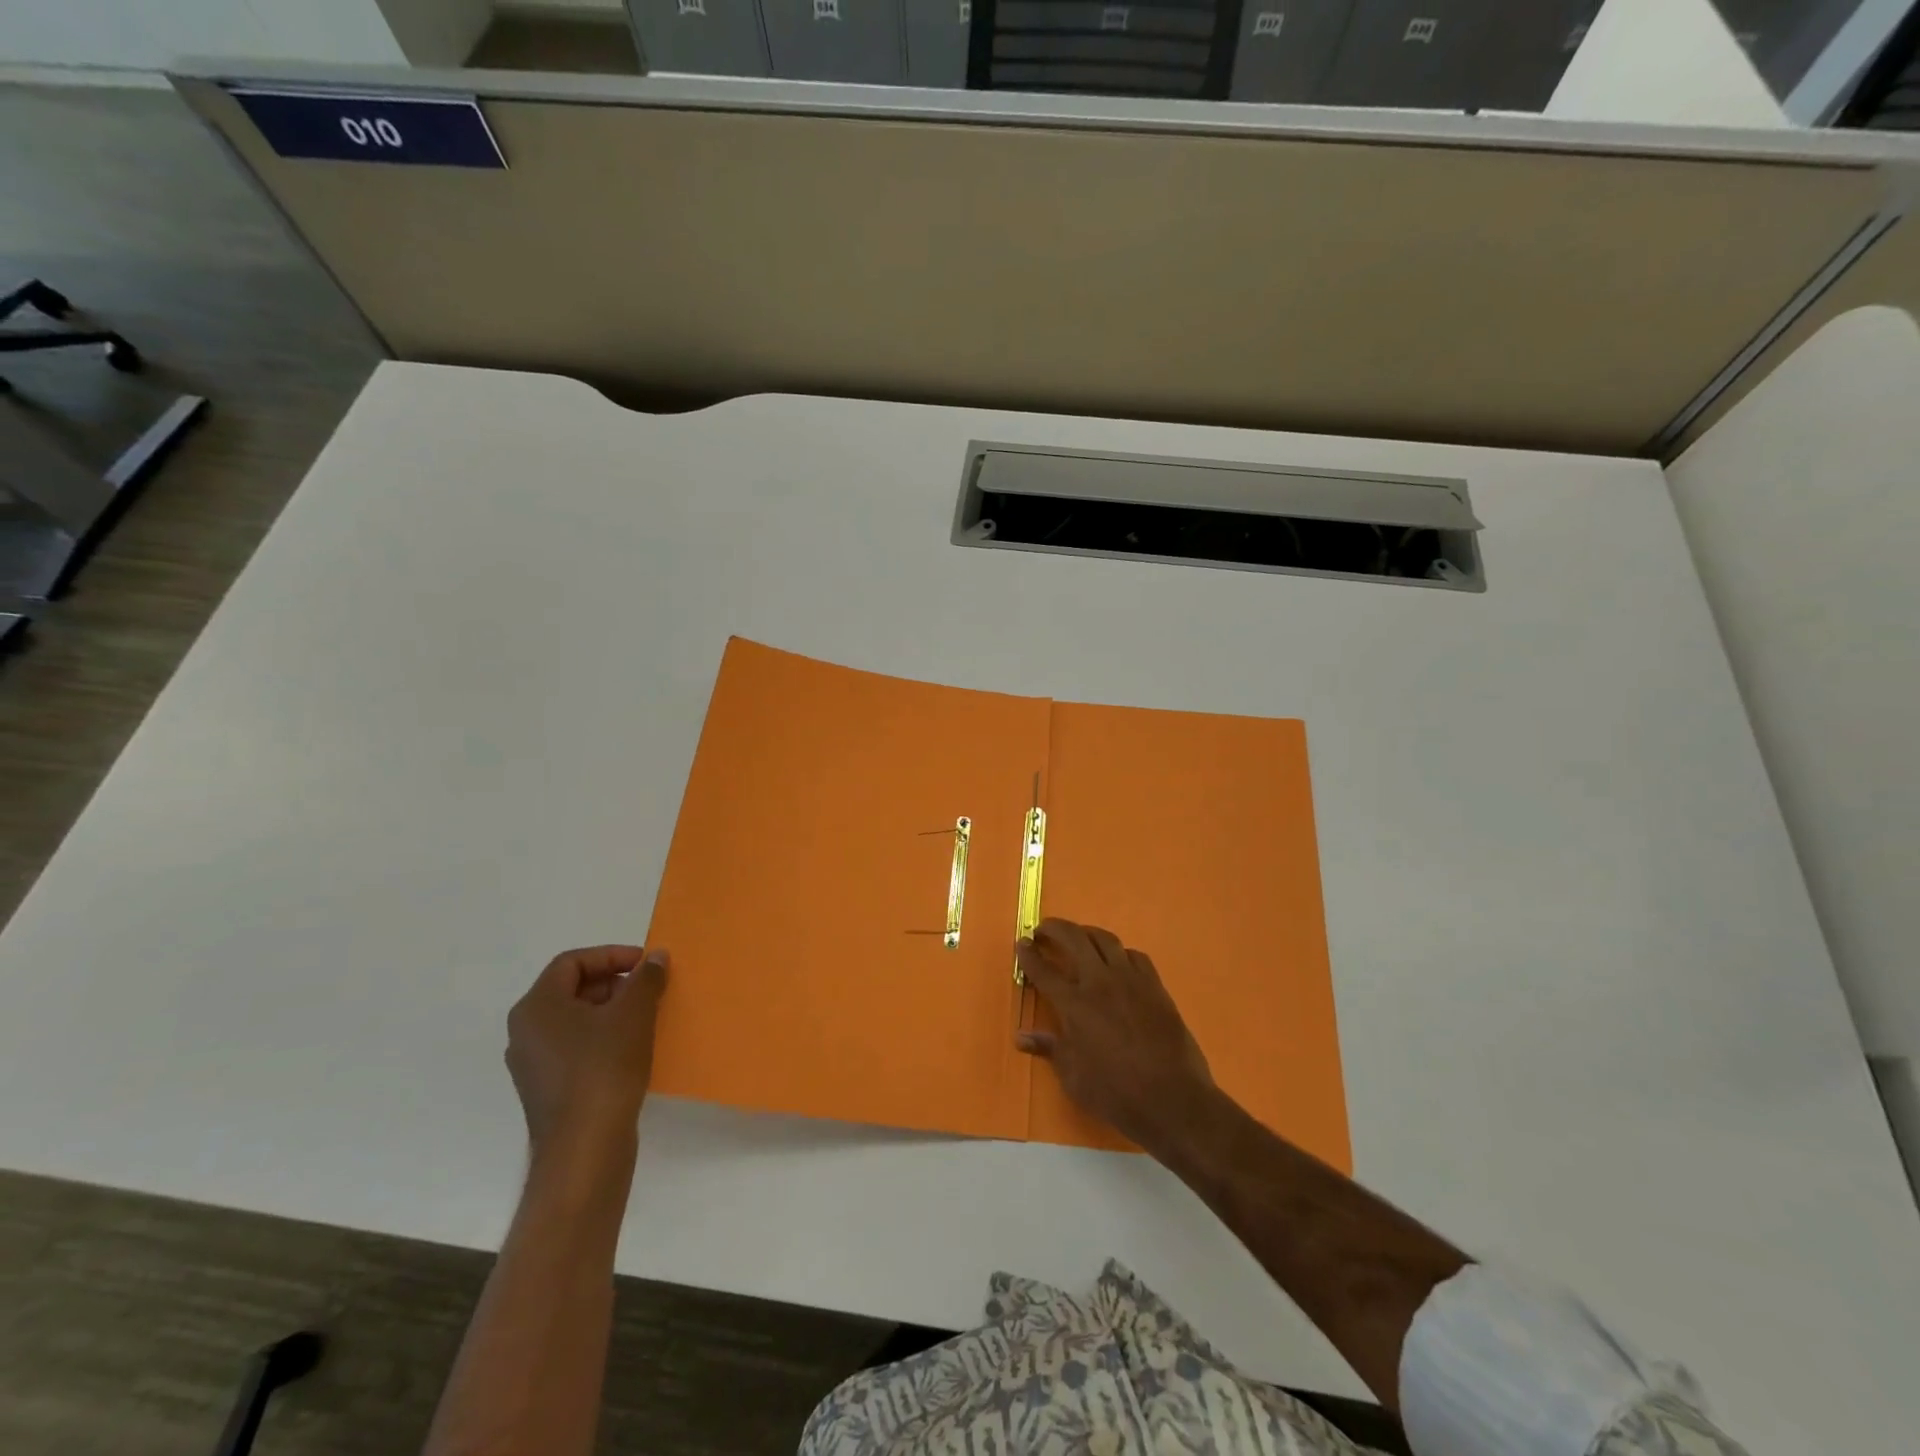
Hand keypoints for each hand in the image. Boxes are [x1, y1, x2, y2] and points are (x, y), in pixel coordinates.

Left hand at [505, 945, 668, 1155]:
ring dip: (611, 1010)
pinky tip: (631, 1048)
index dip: (611, 955)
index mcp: (537, 1007)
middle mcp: (525, 1032)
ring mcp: (533, 1063)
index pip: (572, 962)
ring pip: (575, 1019)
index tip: (645, 964)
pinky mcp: (547, 1089)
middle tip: (649, 989)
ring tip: (646, 1016)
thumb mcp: (634, 1014)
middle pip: (571, 989)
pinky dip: (603, 1037)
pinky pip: (575, 1047)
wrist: (585, 1148)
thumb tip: (656, 957)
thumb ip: (646, 978)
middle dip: (614, 982)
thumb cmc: (605, 1068)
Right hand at [1015, 919, 1216, 1154]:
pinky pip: (1135, 956)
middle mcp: (1100, 982)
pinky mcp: (1155, 986)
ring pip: (1106, 939)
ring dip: (1086, 933)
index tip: (1021, 942)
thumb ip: (1049, 1048)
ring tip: (1078, 938)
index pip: (1044, 970)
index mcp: (1075, 1004)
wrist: (1173, 1099)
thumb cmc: (1116, 1093)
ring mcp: (1131, 980)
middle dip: (1054, 929)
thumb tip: (1021, 1036)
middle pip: (1073, 939)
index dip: (1029, 954)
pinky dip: (1120, 953)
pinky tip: (1117, 963)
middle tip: (1044, 930)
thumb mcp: (1073, 1078)